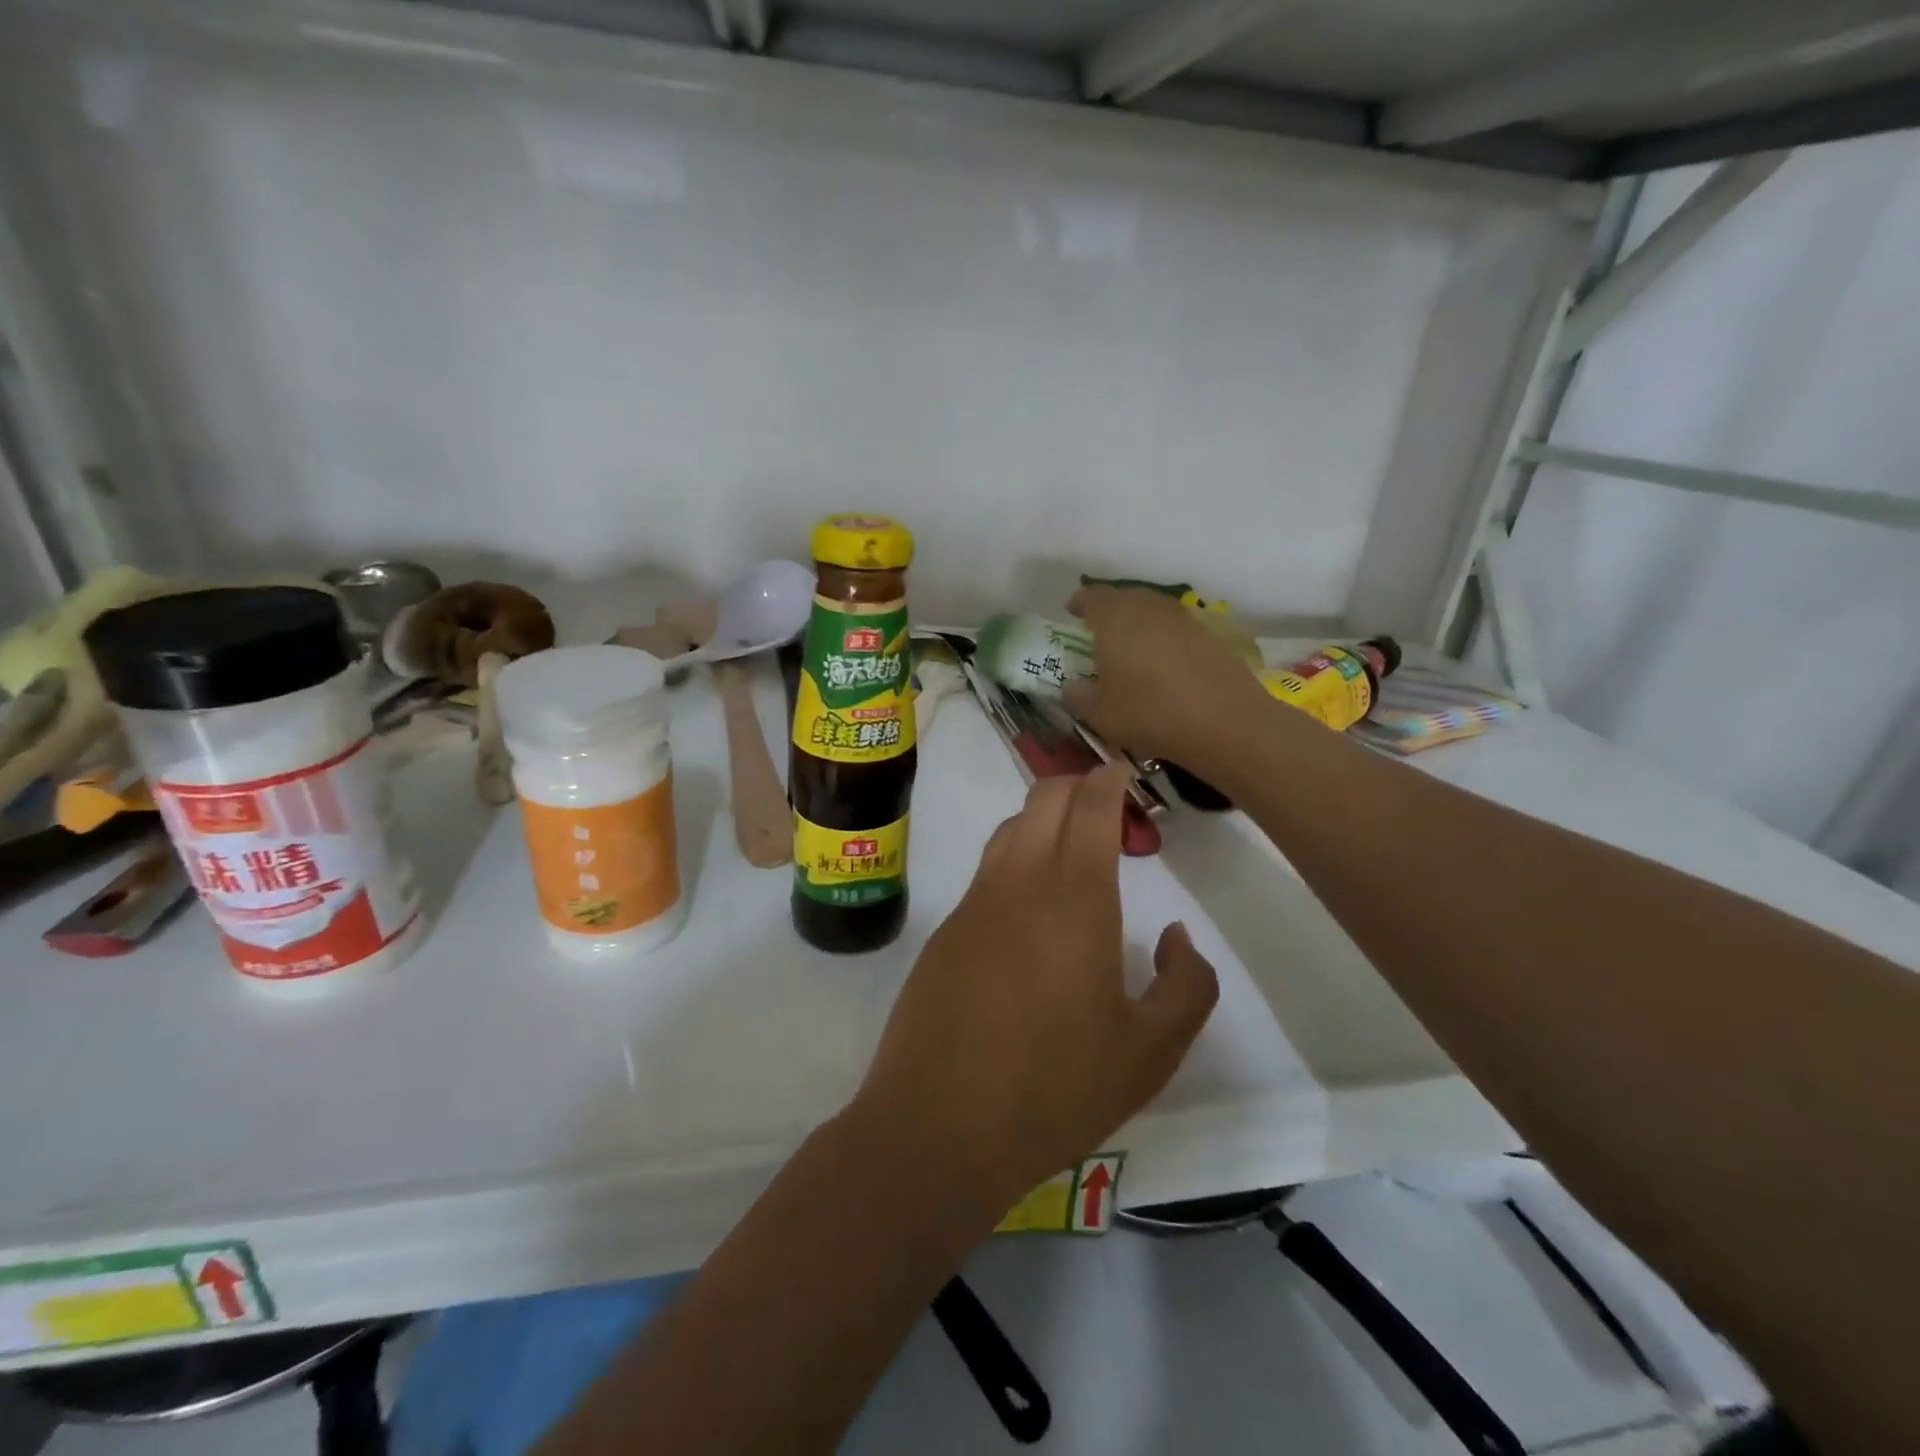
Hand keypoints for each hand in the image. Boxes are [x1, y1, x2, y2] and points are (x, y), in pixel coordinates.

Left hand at [852, 765, 1218, 1222]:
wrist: (939, 1126)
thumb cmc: (1056, 1088)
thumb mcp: (1151, 1052)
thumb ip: (1186, 984)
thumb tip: (1175, 935)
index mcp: (1075, 897)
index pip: (1089, 805)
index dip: (1109, 778)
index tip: (1126, 772)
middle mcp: (1019, 881)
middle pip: (1043, 798)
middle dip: (1077, 785)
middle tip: (1110, 809)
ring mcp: (973, 902)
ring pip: (1010, 827)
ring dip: (1043, 818)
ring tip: (1075, 848)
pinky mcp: (945, 930)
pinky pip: (987, 869)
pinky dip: (1016, 856)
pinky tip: (1031, 903)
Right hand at [1062, 586, 1271, 772]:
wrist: (1225, 722)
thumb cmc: (1149, 712)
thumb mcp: (1098, 713)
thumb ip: (1077, 695)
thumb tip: (1073, 686)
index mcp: (1115, 617)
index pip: (1091, 596)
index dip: (1079, 603)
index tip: (1071, 612)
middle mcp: (1148, 607)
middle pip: (1124, 598)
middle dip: (1108, 611)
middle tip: (1098, 631)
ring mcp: (1183, 618)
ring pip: (1152, 611)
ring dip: (1138, 623)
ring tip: (1129, 646)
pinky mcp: (1210, 635)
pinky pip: (1175, 629)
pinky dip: (1163, 639)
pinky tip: (1162, 662)